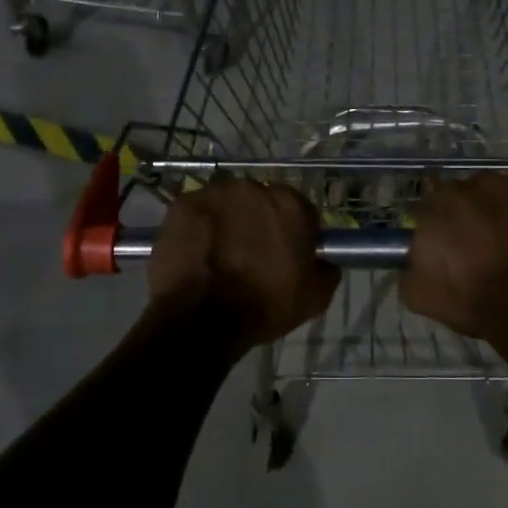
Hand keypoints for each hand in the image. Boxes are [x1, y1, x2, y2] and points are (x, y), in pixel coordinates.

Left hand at [147, 180, 340, 350]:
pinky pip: (198, 212)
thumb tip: (324, 260)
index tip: (287, 254)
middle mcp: (253, 187)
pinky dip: (198, 227)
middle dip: (259, 222)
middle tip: (252, 254)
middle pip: (261, 202)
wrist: (201, 319)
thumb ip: (326, 270)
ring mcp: (214, 193)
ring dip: (228, 221)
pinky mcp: (182, 204)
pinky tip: (197, 252)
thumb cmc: (263, 306)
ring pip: (227, 204)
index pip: (300, 211)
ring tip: (220, 253)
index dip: (295, 233)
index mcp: (290, 204)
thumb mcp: (315, 298)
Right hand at [398, 176, 507, 362]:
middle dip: (477, 215)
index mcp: (443, 200)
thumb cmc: (473, 299)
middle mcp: (481, 183)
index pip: (434, 202)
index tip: (449, 242)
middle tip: (485, 246)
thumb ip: (410, 267)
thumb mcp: (420, 294)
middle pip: (474, 194)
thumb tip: (413, 260)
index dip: (442, 222)